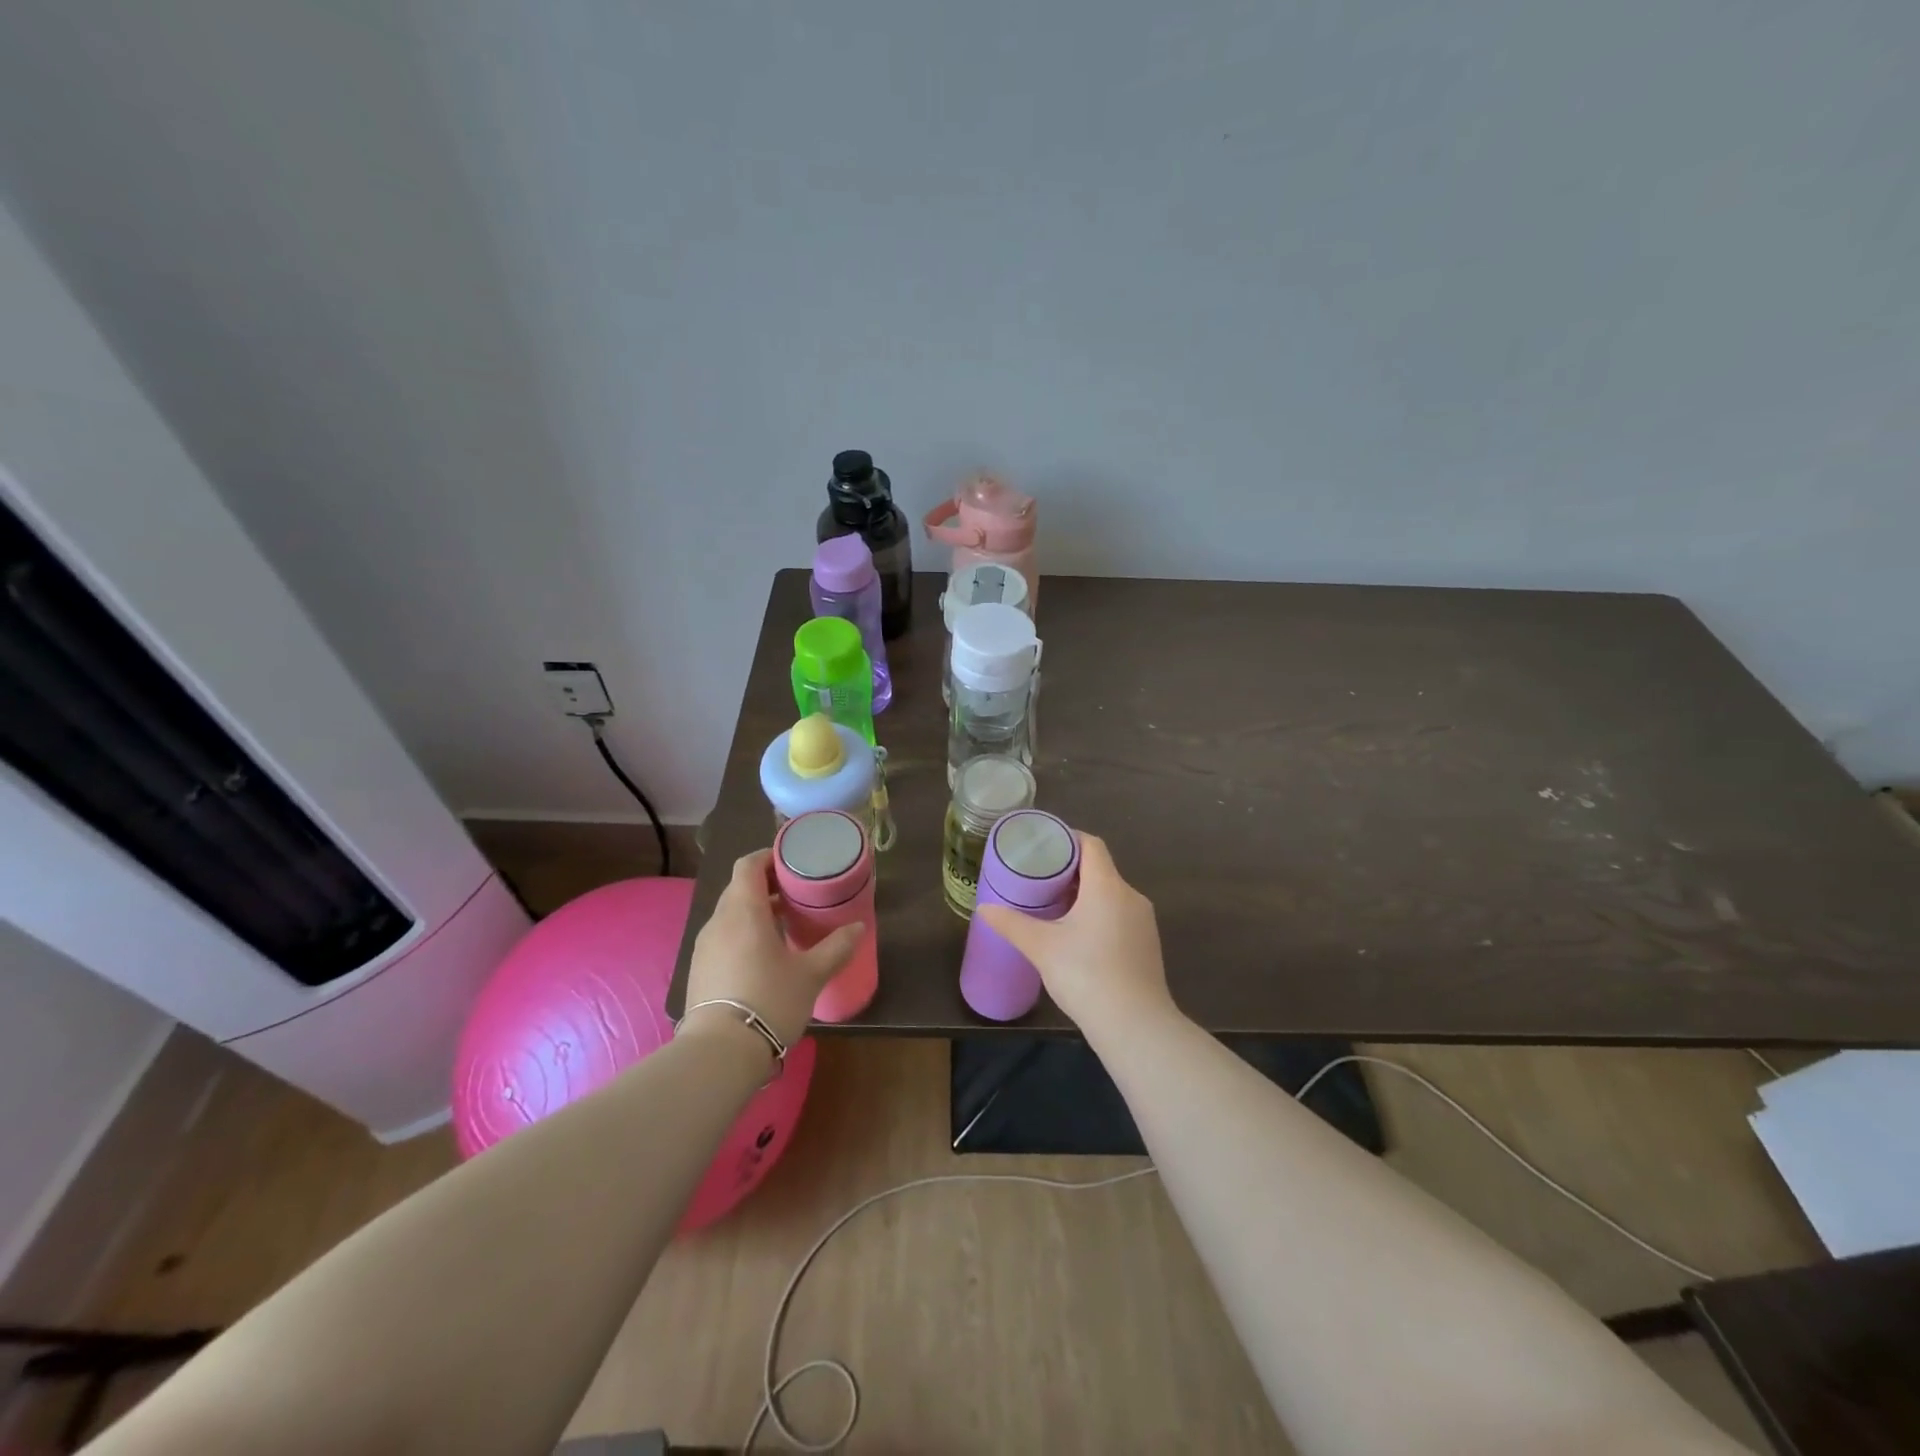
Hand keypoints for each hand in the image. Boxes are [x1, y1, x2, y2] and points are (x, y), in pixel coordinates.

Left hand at [682, 849, 864, 1048]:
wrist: (720, 1053)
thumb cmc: (769, 1001)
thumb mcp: (811, 975)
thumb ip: (836, 947)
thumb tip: (858, 927)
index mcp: (743, 911)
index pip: (749, 865)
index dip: (769, 857)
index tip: (793, 862)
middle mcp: (719, 921)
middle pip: (739, 888)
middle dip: (767, 885)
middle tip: (797, 893)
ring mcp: (705, 947)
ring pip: (730, 914)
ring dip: (755, 911)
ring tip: (784, 923)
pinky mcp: (699, 970)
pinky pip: (723, 937)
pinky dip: (743, 933)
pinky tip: (763, 955)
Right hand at [976, 833, 1174, 1032]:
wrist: (1135, 1025)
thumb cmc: (1086, 975)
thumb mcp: (1041, 947)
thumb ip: (1012, 923)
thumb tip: (984, 909)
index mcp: (1106, 886)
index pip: (1091, 844)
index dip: (1067, 839)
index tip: (1042, 846)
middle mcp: (1130, 895)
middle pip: (1100, 868)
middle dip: (1070, 870)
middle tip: (1038, 878)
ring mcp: (1144, 921)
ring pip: (1110, 893)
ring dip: (1084, 894)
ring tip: (1053, 905)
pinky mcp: (1147, 944)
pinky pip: (1120, 914)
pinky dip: (1099, 913)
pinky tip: (1078, 935)